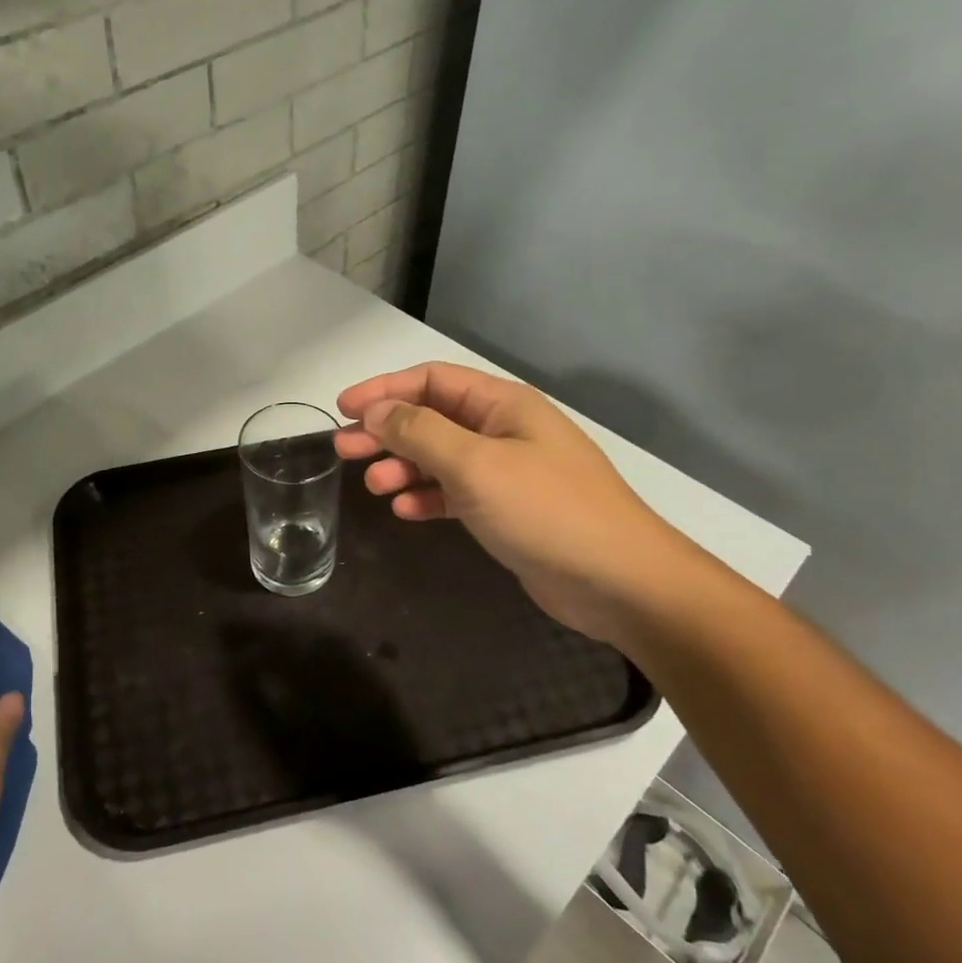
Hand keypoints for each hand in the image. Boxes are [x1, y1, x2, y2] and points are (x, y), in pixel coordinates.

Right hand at [335, 363, 697, 643]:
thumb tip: (375, 412)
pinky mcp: (506, 510)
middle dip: (386, 432)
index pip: (432, 380)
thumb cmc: (546, 510)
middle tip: (343, 451)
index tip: (343, 409)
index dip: (385, 390)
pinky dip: (427, 497)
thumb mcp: (475, 464)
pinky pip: (455, 493)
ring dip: (403, 467)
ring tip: (373, 487)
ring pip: (439, 458)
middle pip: (431, 419)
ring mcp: (506, 472)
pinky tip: (406, 511)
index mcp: (502, 405)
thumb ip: (420, 432)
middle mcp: (503, 431)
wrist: (618, 582)